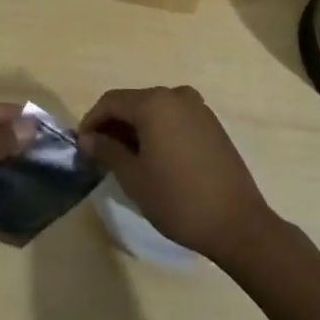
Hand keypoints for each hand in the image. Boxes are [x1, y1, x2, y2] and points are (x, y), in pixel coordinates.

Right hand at [77, 86, 276, 263]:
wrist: (238, 224)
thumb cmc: (179, 200)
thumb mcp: (134, 177)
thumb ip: (107, 151)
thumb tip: (88, 138)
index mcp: (155, 103)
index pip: (111, 102)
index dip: (91, 121)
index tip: (81, 146)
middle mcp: (176, 96)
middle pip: (133, 102)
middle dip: (113, 124)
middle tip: (100, 153)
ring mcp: (198, 108)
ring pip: (154, 110)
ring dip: (135, 128)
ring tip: (125, 158)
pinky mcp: (212, 124)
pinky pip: (174, 118)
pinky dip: (158, 130)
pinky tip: (154, 157)